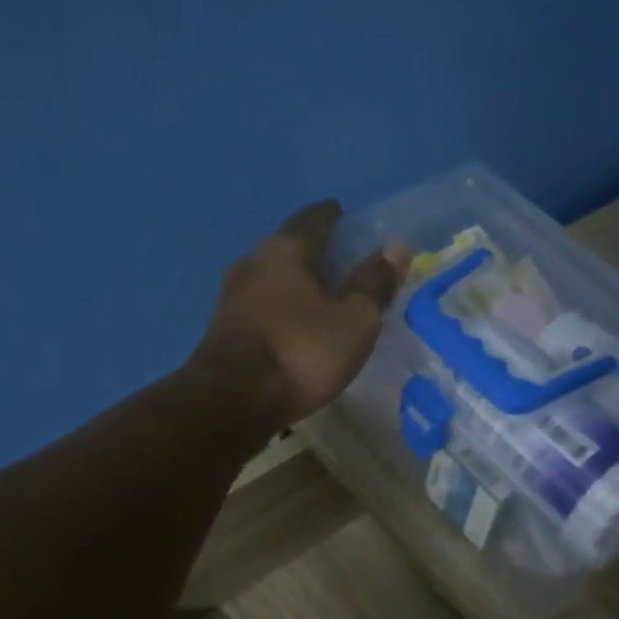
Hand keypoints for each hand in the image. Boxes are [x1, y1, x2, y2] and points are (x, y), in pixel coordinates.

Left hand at [189, 200, 406, 430]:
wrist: (232, 400)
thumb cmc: (301, 352)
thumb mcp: (354, 320)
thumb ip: (374, 283)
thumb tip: (396, 245)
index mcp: (286, 249)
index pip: (315, 219)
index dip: (334, 217)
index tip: (346, 218)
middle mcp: (253, 263)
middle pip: (289, 249)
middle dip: (314, 254)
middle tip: (340, 264)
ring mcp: (231, 298)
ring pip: (271, 281)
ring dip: (294, 287)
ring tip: (319, 300)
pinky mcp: (223, 332)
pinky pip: (261, 311)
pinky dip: (280, 313)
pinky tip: (293, 329)